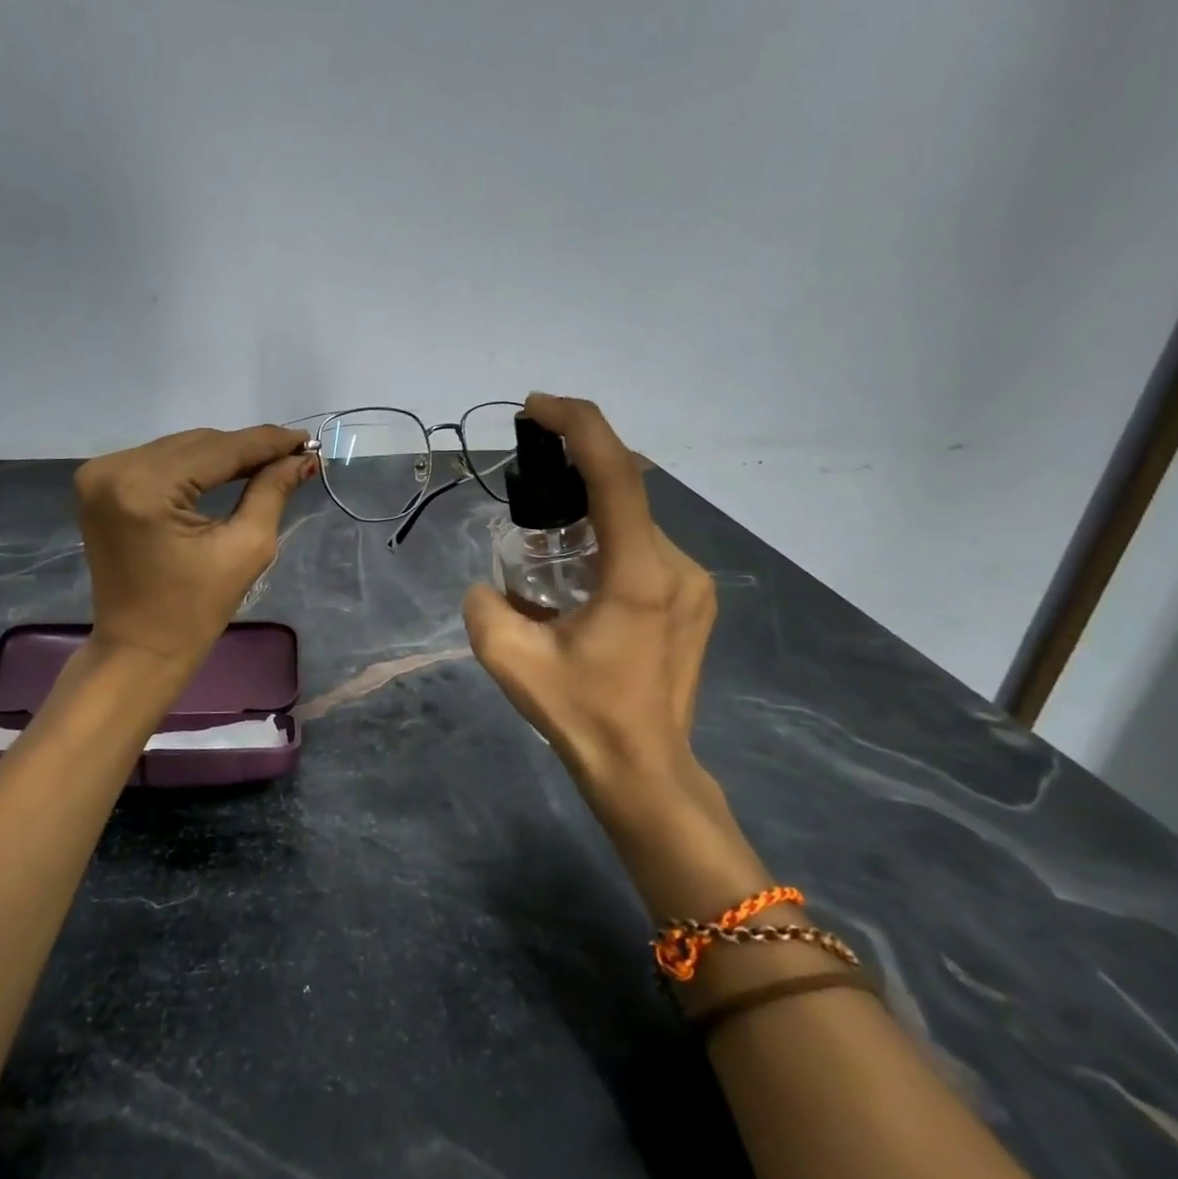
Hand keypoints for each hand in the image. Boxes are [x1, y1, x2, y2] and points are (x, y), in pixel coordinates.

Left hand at [74, 424, 316, 669]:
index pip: (218, 450)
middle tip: (292, 454)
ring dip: (222, 454)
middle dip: (246, 448)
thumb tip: (301, 459)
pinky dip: (193, 465)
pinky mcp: (97, 484)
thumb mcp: (245, 549)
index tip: (306, 440)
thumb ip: (272, 493)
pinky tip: (226, 469)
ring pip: (179, 448)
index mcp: (145, 488)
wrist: (139, 648)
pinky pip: (158, 461)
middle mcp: (114, 469)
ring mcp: (99, 474)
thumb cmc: (195, 610)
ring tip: (266, 461)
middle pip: (197, 444)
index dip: (266, 442)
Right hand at [463, 394, 720, 819]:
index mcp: (638, 574)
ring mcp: (692, 582)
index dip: (577, 425)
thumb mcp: (511, 661)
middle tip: (526, 483)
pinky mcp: (693, 598)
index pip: (616, 473)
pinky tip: (577, 576)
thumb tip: (490, 586)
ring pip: (633, 519)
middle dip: (574, 470)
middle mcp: (676, 565)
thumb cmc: (582, 716)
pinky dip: (606, 538)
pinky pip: (644, 545)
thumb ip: (485, 607)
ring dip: (588, 511)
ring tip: (545, 544)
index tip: (535, 408)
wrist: (644, 770)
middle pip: (625, 489)